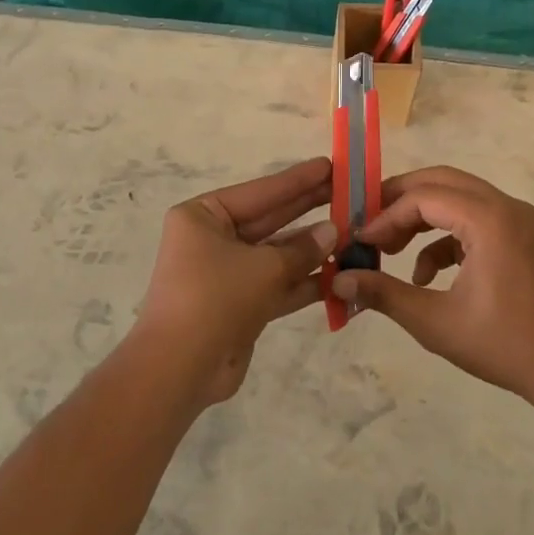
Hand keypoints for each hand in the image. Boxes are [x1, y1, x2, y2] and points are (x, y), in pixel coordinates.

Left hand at [132, 158, 335, 404]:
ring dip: (312, 249)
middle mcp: (212, 240)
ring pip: (276, 255)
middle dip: (308, 210)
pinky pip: (277, 285)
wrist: (179, 369)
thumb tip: (332, 231)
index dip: (297, 180)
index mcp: (203, 216)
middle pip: (270, 220)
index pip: (260, 192)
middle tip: (348, 192)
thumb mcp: (264, 267)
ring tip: (353, 234)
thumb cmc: (215, 299)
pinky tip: (339, 274)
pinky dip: (304, 282)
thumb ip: (302, 249)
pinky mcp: (239, 306)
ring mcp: (226, 274)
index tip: (330, 164)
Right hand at [330, 166, 533, 402]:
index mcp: (489, 219)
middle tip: (367, 224)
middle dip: (399, 202)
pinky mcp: (521, 237)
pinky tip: (425, 275)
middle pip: (440, 182)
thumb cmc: (504, 345)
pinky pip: (473, 220)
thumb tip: (337, 281)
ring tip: (389, 249)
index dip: (385, 216)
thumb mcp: (434, 322)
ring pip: (457, 198)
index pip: (423, 197)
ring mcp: (518, 220)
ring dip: (421, 218)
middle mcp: (506, 207)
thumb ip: (383, 294)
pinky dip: (444, 237)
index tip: (360, 242)